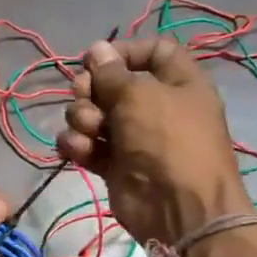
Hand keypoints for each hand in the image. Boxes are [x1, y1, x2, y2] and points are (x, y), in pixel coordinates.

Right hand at [56, 37, 251, 245]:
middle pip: (112, 84)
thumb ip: (111, 73)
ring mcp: (133, 138)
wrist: (177, 208)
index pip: (153, 52)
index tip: (97, 59)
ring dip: (82, 118)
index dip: (124, 52)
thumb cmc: (167, 141)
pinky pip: (87, 145)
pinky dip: (78, 145)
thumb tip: (96, 48)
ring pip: (93, 114)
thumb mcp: (140, 96)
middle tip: (84, 95)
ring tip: (89, 130)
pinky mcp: (114, 165)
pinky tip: (79, 150)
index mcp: (178, 83)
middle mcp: (155, 107)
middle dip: (92, 88)